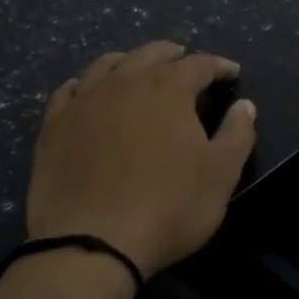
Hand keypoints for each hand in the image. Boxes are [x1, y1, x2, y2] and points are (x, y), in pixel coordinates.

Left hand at [26, 42, 256, 278]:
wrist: (92, 243)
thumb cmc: (169, 207)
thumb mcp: (221, 174)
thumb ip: (238, 134)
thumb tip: (245, 106)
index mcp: (168, 89)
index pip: (199, 64)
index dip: (219, 66)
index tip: (232, 73)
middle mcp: (124, 83)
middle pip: (150, 54)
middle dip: (173, 55)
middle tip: (185, 61)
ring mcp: (83, 102)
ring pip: (107, 65)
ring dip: (129, 61)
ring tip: (139, 68)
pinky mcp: (53, 126)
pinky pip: (70, 90)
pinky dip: (87, 84)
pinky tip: (89, 92)